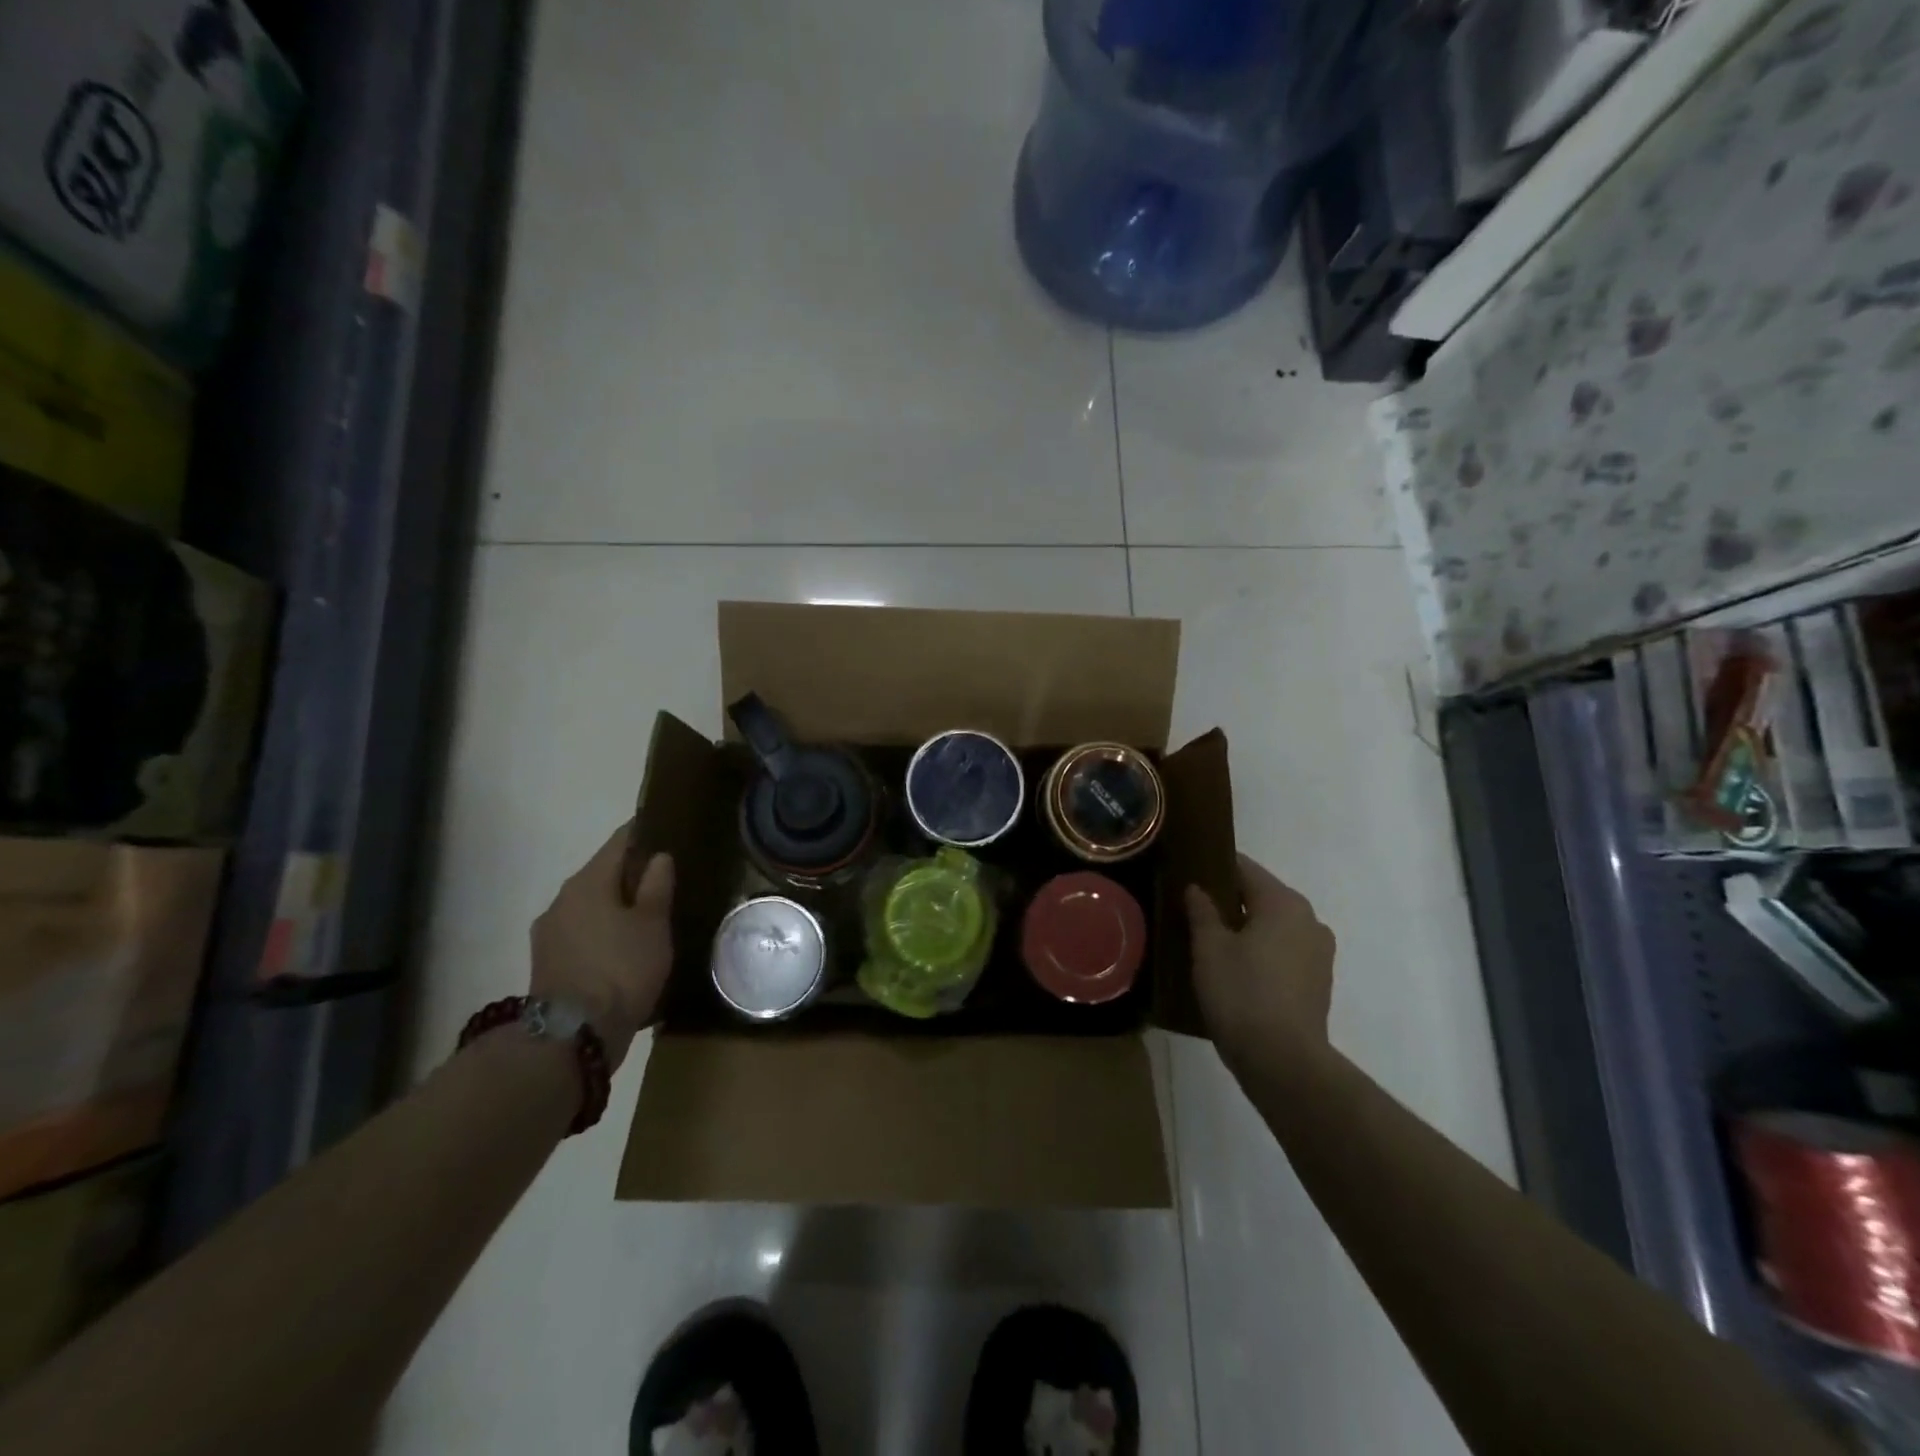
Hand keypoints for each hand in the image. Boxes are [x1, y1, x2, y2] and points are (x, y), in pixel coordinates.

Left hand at [530, 823, 673, 1069]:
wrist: (573, 1035)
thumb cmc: (621, 968)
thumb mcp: (652, 924)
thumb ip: (656, 886)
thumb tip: (658, 857)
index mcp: (587, 881)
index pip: (619, 842)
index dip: (644, 832)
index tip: (666, 829)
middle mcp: (562, 899)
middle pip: (602, 874)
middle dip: (630, 874)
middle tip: (665, 878)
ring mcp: (550, 933)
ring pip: (590, 905)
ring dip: (615, 906)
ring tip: (647, 916)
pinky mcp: (548, 963)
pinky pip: (583, 933)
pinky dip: (603, 932)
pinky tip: (624, 946)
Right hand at [1185, 854, 1335, 1077]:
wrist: (1283, 1062)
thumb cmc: (1242, 993)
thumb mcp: (1209, 948)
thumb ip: (1202, 911)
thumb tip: (1197, 888)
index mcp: (1283, 902)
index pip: (1244, 868)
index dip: (1214, 867)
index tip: (1188, 872)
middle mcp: (1308, 919)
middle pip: (1261, 896)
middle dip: (1229, 900)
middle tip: (1192, 908)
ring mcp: (1319, 952)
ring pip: (1273, 925)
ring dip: (1246, 928)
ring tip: (1210, 940)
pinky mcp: (1318, 982)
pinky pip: (1283, 951)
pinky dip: (1261, 951)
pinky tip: (1235, 968)